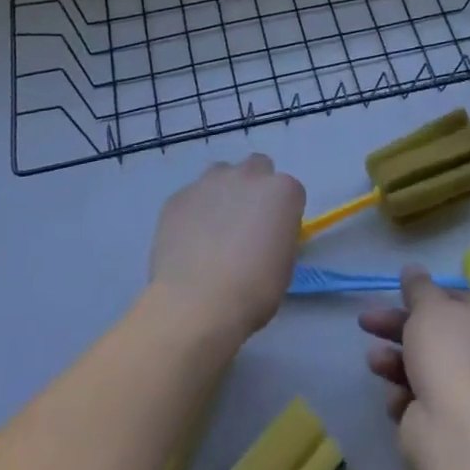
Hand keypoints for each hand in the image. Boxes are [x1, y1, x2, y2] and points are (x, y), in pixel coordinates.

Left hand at [149, 154, 304, 342]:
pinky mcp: (179, 196)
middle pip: (257, 167)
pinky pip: (192, 196)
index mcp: (282, 191)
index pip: (290, 192)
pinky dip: (194, 211)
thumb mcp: (284, 265)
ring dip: (223, 192)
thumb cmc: (253, 290)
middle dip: (255, 187)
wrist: (197, 302)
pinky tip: (189, 241)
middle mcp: (248, 175)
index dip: (283, 214)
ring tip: (214, 229)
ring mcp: (209, 182)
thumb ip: (277, 236)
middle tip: (247, 223)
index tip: (275, 236)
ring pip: (221, 174)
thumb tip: (264, 236)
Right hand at [360, 265, 469, 441]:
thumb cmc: (449, 351)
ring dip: (395, 361)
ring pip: (426, 367)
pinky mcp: (456, 425)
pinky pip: (425, 400)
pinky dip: (407, 396)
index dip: (425, 298)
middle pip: (437, 335)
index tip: (398, 296)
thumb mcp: (429, 306)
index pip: (459, 302)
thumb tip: (413, 269)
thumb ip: (418, 286)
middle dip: (398, 328)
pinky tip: (397, 399)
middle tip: (366, 323)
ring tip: (374, 362)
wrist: (456, 427)